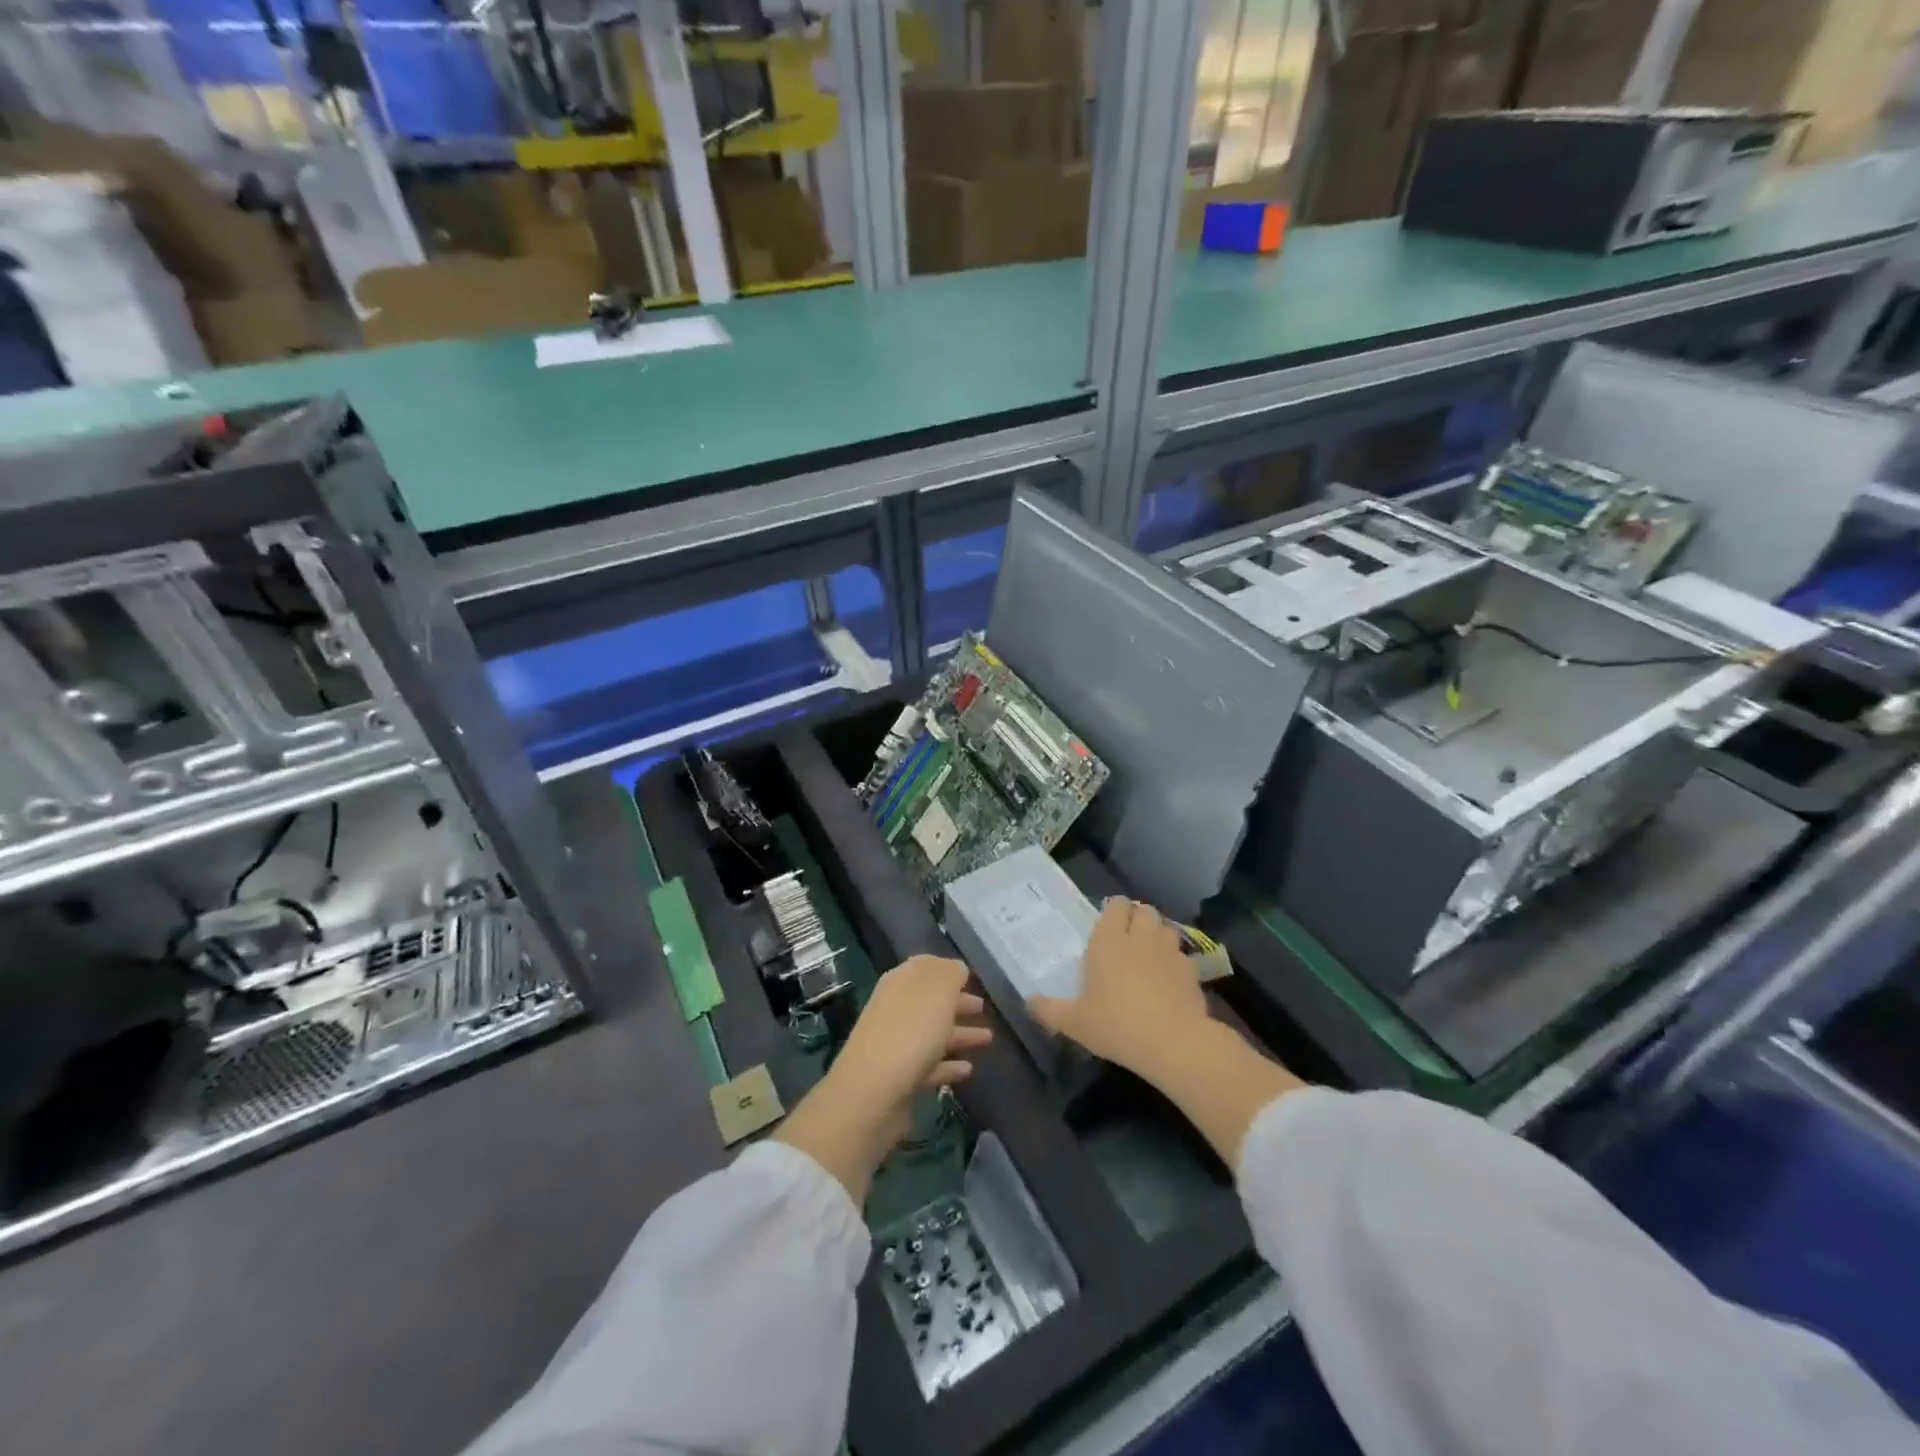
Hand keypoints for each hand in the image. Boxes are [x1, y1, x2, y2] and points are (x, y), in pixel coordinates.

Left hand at [776, 956, 990, 1202]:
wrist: (873, 1093)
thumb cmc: (910, 1032)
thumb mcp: (937, 992)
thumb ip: (950, 974)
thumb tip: (957, 969)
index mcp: (901, 983)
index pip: (925, 968)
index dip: (948, 971)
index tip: (970, 978)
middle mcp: (895, 1009)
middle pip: (930, 1002)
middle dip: (956, 1003)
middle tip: (982, 1008)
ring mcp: (896, 1045)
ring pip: (933, 1034)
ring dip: (960, 1034)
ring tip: (988, 1039)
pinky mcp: (901, 1078)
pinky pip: (930, 1065)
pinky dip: (949, 1065)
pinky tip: (968, 1070)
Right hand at [1029, 898, 1209, 1080]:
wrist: (1174, 1043)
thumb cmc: (1117, 1025)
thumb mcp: (1074, 1023)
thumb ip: (1049, 1010)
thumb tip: (1028, 1002)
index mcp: (1109, 941)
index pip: (1116, 905)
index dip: (1113, 910)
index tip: (1106, 925)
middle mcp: (1140, 937)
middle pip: (1143, 910)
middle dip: (1136, 918)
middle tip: (1126, 939)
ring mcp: (1169, 952)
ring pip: (1165, 927)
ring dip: (1157, 935)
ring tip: (1149, 954)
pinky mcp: (1191, 971)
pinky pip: (1182, 955)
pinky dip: (1175, 961)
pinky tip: (1168, 980)